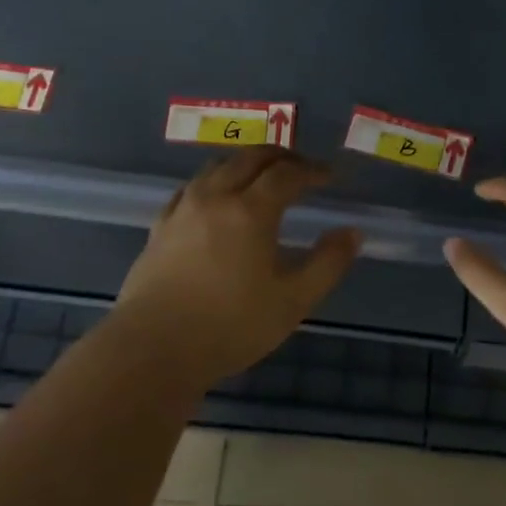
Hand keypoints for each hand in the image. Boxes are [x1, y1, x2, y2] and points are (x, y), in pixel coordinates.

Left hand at [114, 147, 360, 386]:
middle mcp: (215, 197)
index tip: (330, 177)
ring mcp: (182, 210)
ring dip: (245, 164)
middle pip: (249, 158)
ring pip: (216, 167)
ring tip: (261, 178)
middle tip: (301, 168)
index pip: (287, 174)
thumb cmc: (231, 326)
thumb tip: (351, 233)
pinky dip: (213, 182)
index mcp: (251, 210)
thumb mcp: (293, 301)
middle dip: (280, 157)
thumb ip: (328, 263)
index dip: (313, 171)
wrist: (154, 348)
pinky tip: (215, 200)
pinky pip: (190, 188)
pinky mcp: (159, 228)